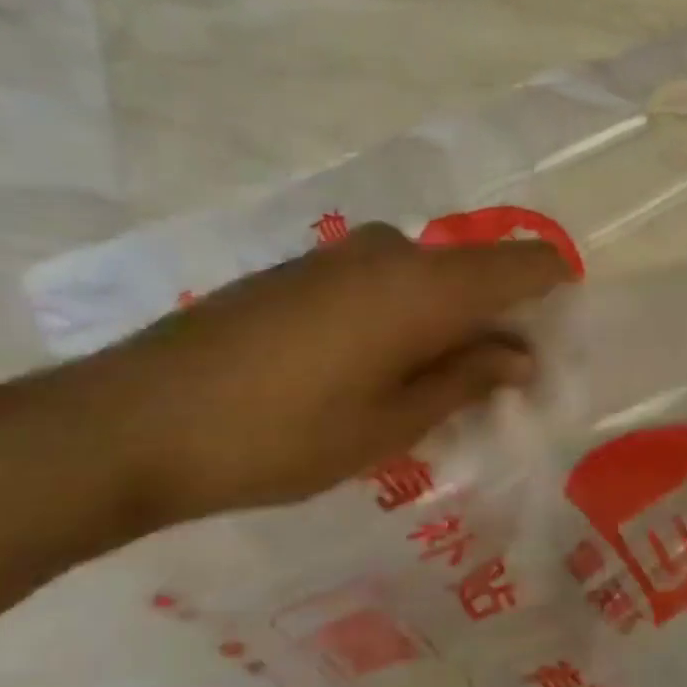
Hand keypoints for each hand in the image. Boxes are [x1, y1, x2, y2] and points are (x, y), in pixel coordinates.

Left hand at [57, 223, 570, 527]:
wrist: (128, 424)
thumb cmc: (282, 434)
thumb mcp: (393, 423)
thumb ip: (467, 378)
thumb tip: (520, 355)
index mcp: (428, 285)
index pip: (528, 263)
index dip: (557, 293)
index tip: (557, 345)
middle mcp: (394, 252)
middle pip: (481, 272)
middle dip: (504, 322)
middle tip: (499, 388)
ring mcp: (344, 255)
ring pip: (434, 279)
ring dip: (454, 324)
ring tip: (437, 391)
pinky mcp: (304, 268)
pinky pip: (388, 282)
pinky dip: (410, 318)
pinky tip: (382, 372)